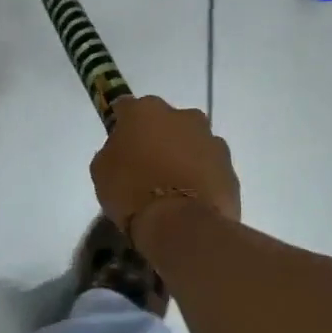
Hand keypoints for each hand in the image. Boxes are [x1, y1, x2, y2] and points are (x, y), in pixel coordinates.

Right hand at [90, 95, 240, 237]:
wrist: (181, 225)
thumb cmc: (132, 191)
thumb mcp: (101, 171)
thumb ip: (112, 151)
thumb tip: (122, 151)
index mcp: (145, 110)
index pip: (127, 107)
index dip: (121, 124)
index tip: (118, 143)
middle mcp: (182, 116)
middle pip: (166, 122)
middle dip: (158, 137)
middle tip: (146, 165)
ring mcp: (211, 140)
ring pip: (192, 143)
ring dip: (182, 156)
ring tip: (171, 187)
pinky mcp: (230, 167)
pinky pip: (209, 168)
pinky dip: (200, 177)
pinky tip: (190, 200)